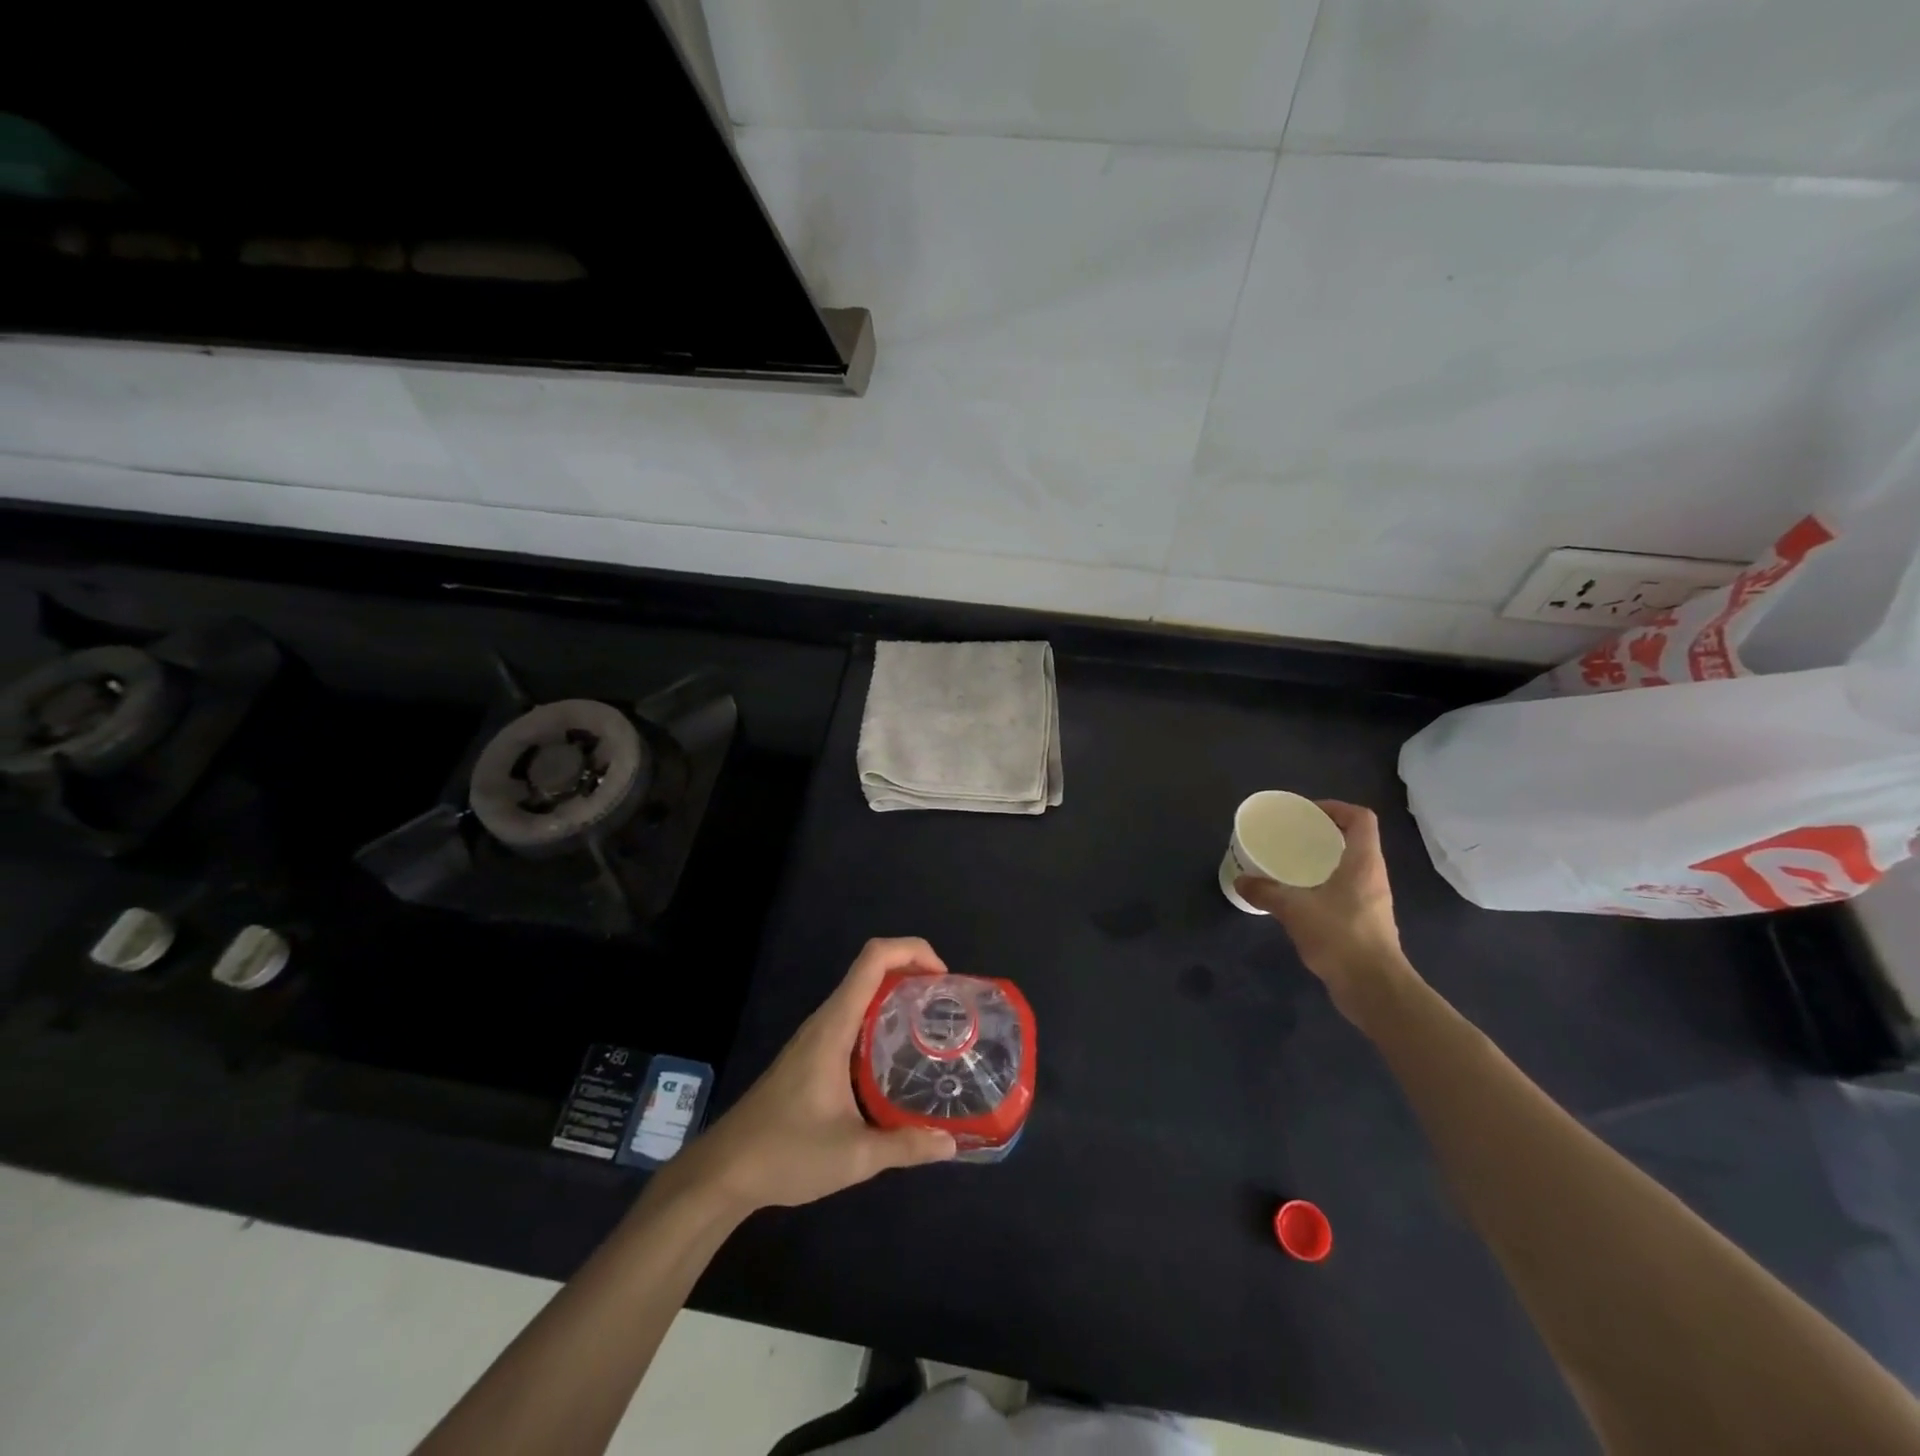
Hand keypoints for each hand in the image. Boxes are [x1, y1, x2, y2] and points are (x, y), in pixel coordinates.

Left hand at [673, 938, 957, 1214]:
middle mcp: (825, 1021)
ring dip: (897, 995)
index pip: (873, 959)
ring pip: (861, 994)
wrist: (723, 1172)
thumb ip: (905, 1146)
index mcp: (834, 1026)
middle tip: (947, 1005)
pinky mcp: (811, 1055)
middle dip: (913, 972)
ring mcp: (815, 1037)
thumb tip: (952, 1144)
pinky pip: (853, 1018)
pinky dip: (881, 1019)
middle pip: (871, 970)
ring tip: (932, 1025)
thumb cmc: (785, 1153)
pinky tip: (898, 1057)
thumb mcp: (854, 1156)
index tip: (944, 978)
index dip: (912, 951)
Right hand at [1234, 800, 1416, 1024]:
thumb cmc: (1340, 937)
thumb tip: (1242, 880)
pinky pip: (1345, 890)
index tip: (1307, 813)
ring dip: (1324, 861)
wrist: (1375, 988)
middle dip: (1324, 834)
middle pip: (1355, 841)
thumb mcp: (1294, 910)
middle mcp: (1372, 876)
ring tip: (1291, 864)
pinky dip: (1324, 885)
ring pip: (1350, 867)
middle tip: (1292, 836)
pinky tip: (1299, 898)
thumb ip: (1266, 892)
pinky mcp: (1366, 922)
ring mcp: (1372, 901)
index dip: (1336, 808)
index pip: (1361, 819)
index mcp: (1363, 862)